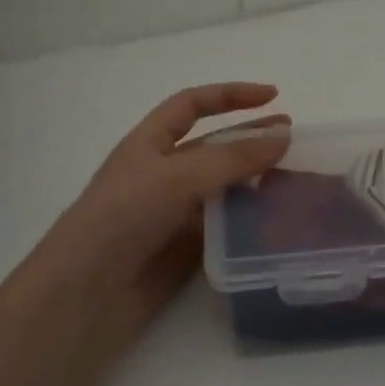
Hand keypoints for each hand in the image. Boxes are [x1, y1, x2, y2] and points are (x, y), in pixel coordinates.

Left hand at [27, 83, 290, 349]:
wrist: (89, 290)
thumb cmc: (123, 216)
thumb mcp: (178, 176)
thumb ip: (232, 158)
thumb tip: (282, 138)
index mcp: (150, 143)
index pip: (192, 105)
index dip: (230, 95)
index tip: (273, 96)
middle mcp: (163, 173)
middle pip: (214, 147)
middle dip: (251, 139)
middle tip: (294, 141)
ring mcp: (175, 212)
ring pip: (224, 188)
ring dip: (257, 182)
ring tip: (296, 182)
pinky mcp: (186, 248)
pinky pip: (225, 226)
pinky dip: (251, 220)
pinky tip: (278, 221)